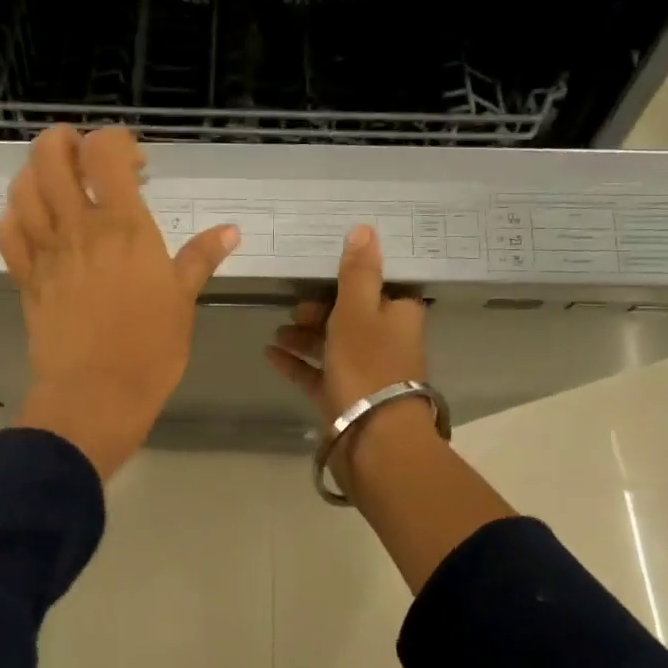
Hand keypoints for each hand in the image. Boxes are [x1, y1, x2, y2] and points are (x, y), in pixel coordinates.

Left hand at [0, 126, 238, 479]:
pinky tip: (33, 220)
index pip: (105, 152)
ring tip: (58, 183)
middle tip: (84, 157)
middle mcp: (79, 228)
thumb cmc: (150, 350)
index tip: (136, 164)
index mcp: (124, 228)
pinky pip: (8, 232)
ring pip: (22, 188)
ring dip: (37, 172)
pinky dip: (15, 215)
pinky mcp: (25, 278)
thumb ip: (201, 259)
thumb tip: (231, 231)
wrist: (96, 395)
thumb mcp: (182, 301)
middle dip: (64, 141)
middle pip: (50, 155)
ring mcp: (46, 252)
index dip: (116, 141)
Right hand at [264, 225, 436, 492]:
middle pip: (349, 314)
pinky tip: (270, 353)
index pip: (378, 285)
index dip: (351, 275)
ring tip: (276, 330)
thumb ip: (357, 272)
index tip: (321, 267)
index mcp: (398, 315)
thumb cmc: (368, 365)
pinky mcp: (342, 396)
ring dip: (303, 334)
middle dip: (319, 307)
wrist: (373, 438)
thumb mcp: (358, 311)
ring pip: (330, 343)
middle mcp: (384, 340)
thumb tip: (364, 229)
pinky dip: (295, 361)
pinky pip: (315, 372)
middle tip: (292, 305)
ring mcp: (362, 371)